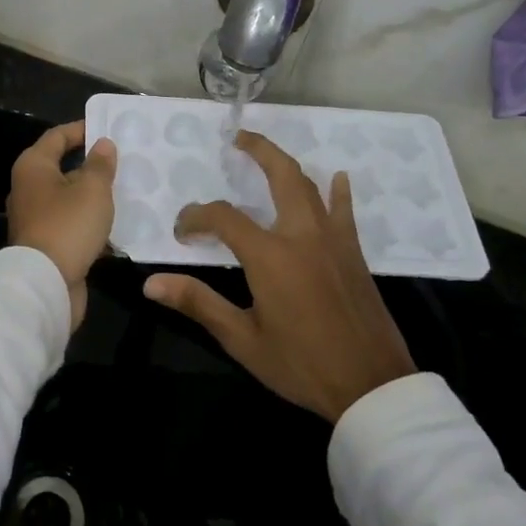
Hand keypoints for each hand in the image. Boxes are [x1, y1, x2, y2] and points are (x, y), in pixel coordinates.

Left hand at [7, 121, 117, 328]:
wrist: (45, 284)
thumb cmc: (67, 226)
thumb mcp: (92, 189)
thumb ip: (100, 164)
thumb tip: (102, 144)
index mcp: (33, 167)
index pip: (57, 136)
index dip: (82, 129)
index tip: (108, 128)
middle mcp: (28, 188)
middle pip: (62, 167)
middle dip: (91, 164)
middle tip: (123, 160)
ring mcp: (35, 218)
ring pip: (68, 197)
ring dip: (93, 195)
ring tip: (125, 190)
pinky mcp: (45, 244)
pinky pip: (71, 223)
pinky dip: (90, 221)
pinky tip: (116, 224)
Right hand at [145, 130, 415, 421]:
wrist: (372, 387)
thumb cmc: (302, 364)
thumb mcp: (243, 339)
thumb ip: (199, 303)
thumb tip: (152, 283)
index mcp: (270, 255)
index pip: (223, 217)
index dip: (196, 218)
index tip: (182, 232)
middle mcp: (302, 235)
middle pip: (280, 175)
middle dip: (258, 151)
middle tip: (238, 138)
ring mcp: (333, 240)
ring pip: (310, 187)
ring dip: (287, 166)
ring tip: (268, 154)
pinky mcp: (353, 253)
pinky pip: (343, 211)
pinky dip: (338, 192)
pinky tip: (338, 178)